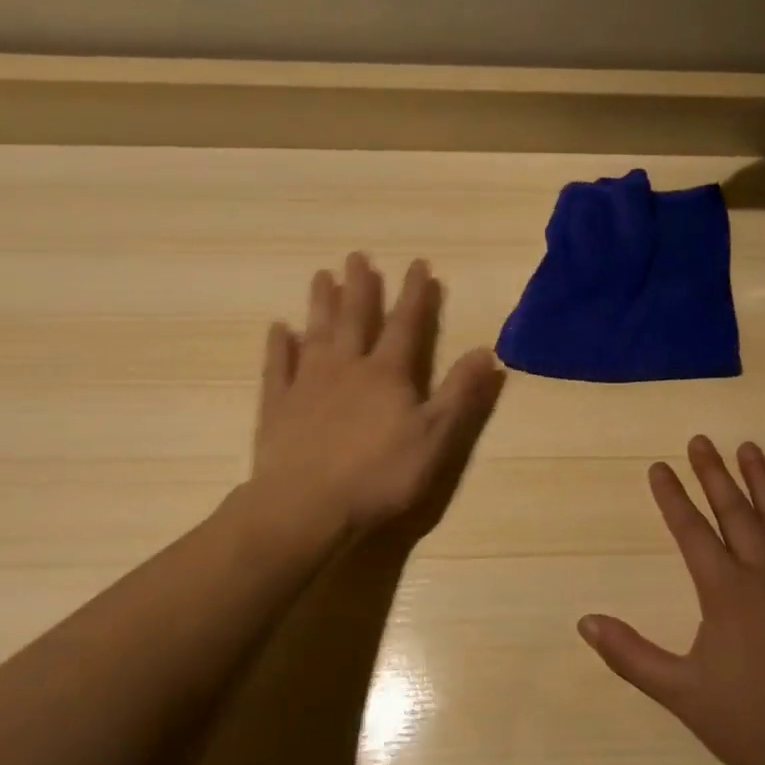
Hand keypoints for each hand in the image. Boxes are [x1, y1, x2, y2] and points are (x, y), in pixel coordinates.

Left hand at [236, 253, 503, 563]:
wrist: (305, 508)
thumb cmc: (380, 475)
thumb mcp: (436, 437)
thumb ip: (460, 393)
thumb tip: (486, 351)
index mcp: (387, 374)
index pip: (406, 324)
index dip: (415, 294)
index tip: (418, 264)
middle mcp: (347, 368)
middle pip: (355, 319)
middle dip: (361, 287)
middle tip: (358, 256)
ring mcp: (308, 385)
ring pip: (316, 334)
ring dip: (320, 304)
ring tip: (322, 275)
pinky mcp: (278, 408)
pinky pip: (278, 368)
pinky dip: (278, 347)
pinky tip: (278, 329)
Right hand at [579, 437, 764, 764]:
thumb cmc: (746, 721)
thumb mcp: (678, 692)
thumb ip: (630, 654)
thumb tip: (586, 621)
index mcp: (725, 589)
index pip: (691, 530)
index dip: (672, 497)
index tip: (658, 466)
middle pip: (735, 511)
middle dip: (714, 473)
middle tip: (701, 440)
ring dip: (764, 481)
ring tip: (749, 448)